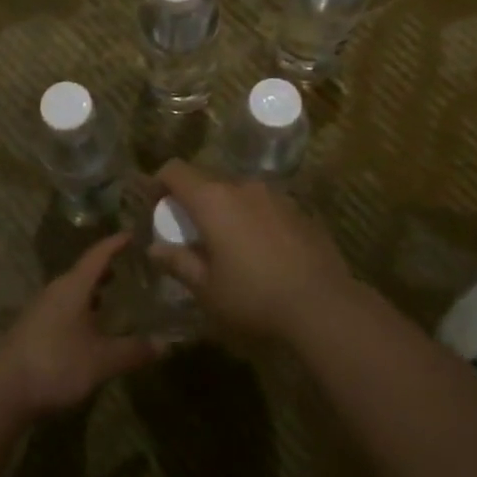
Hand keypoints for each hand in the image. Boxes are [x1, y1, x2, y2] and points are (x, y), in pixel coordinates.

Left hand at [0, 234, 161, 419]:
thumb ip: (133, 350)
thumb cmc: (56, 364)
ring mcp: (40, 310)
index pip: (98, 255)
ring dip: (92, 291)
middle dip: (106, 269)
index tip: (133, 234)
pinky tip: (90, 329)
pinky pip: (63, 309)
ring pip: (72, 292)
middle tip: (130, 268)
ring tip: (113, 297)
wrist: (3, 391)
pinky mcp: (32, 330)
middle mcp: (55, 291)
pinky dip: (81, 310)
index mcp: (73, 287)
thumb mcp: (102, 360)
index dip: (116, 244)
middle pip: (83, 272)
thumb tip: (165, 344)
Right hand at [151, 162, 355, 340]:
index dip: (159, 182)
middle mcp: (243, 187)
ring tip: (228, 245)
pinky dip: (254, 220)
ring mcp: (276, 196)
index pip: (175, 170)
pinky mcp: (300, 211)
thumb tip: (154, 250)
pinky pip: (265, 207)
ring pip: (239, 194)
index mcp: (213, 200)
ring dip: (226, 211)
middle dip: (193, 201)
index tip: (155, 204)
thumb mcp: (206, 288)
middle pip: (207, 181)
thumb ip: (179, 263)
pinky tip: (262, 253)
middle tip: (190, 233)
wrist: (323, 305)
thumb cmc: (253, 297)